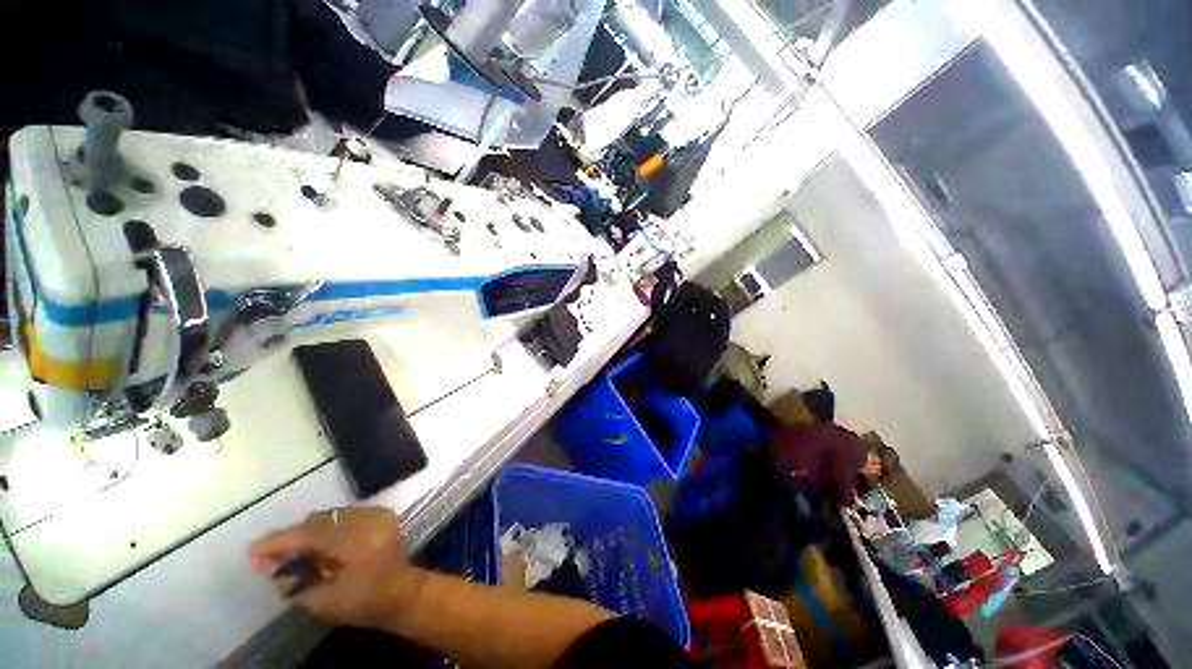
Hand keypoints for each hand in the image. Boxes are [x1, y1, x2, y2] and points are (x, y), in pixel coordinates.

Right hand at [248, 506, 422, 629]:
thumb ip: (293, 580)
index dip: (279, 541)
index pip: (309, 533)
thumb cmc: (363, 602)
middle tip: (269, 554)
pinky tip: (317, 544)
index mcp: (356, 540)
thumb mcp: (322, 600)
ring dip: (309, 531)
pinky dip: (327, 527)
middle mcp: (368, 518)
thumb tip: (267, 562)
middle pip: (319, 521)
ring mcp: (377, 512)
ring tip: (292, 551)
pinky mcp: (382, 513)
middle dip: (292, 537)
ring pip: (331, 515)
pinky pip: (345, 515)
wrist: (403, 593)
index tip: (252, 550)